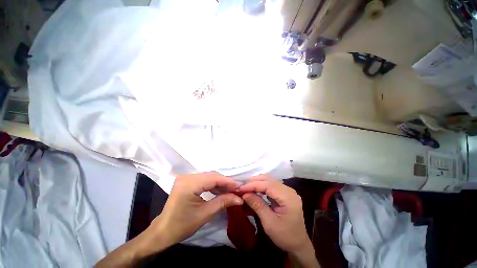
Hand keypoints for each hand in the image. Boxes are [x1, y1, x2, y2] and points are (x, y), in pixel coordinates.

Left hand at [144, 172, 242, 253]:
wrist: (163, 231)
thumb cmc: (182, 225)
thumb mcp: (205, 214)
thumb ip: (223, 202)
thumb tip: (239, 198)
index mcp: (189, 184)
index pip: (213, 178)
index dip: (228, 182)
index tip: (240, 187)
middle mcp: (187, 176)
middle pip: (212, 176)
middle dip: (225, 182)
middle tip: (237, 190)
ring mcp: (186, 177)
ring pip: (209, 177)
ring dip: (220, 183)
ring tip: (231, 190)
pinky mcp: (187, 181)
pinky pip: (204, 180)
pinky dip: (213, 185)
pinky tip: (220, 191)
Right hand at [239, 176, 310, 254]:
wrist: (298, 245)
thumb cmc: (285, 236)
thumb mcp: (269, 222)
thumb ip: (257, 205)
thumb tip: (244, 194)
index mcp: (288, 197)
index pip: (268, 185)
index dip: (253, 185)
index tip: (241, 188)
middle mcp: (289, 190)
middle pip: (269, 179)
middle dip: (254, 181)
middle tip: (242, 186)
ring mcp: (288, 191)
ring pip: (270, 180)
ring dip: (257, 182)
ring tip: (246, 187)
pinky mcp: (285, 193)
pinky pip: (271, 185)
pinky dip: (262, 186)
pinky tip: (255, 189)